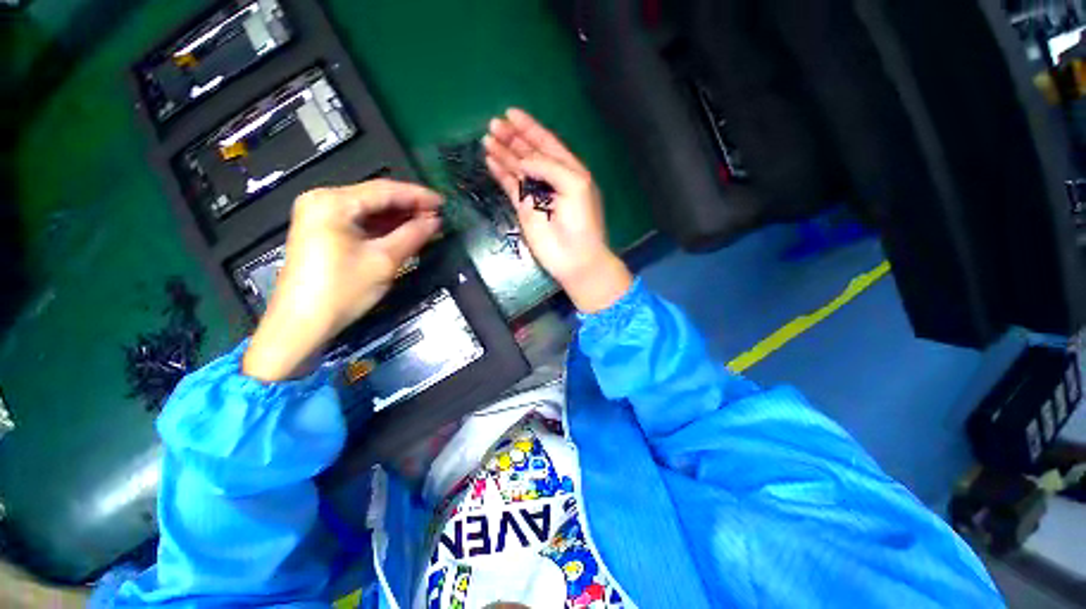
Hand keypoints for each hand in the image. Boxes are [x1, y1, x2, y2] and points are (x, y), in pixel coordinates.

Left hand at [243, 180, 442, 381]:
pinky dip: (384, 228)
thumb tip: (435, 222)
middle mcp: (322, 201)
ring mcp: (320, 216)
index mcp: (333, 202)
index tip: (443, 203)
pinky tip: (404, 233)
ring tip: (427, 226)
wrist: (302, 324)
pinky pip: (360, 222)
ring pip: (369, 210)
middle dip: (409, 207)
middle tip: (438, 217)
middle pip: (375, 197)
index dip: (418, 196)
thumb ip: (413, 235)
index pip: (385, 190)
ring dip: (398, 218)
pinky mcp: (322, 232)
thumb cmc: (342, 290)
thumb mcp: (384, 261)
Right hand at [483, 108, 631, 312]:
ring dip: (503, 152)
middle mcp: (551, 178)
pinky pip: (510, 185)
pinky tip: (490, 160)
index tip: (511, 112)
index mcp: (568, 169)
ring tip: (487, 137)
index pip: (547, 143)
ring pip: (516, 167)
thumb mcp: (574, 184)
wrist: (574, 256)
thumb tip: (523, 159)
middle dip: (512, 137)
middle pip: (528, 152)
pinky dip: (500, 173)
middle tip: (493, 124)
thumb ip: (549, 166)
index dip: (530, 127)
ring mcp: (536, 194)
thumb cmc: (581, 220)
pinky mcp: (523, 209)